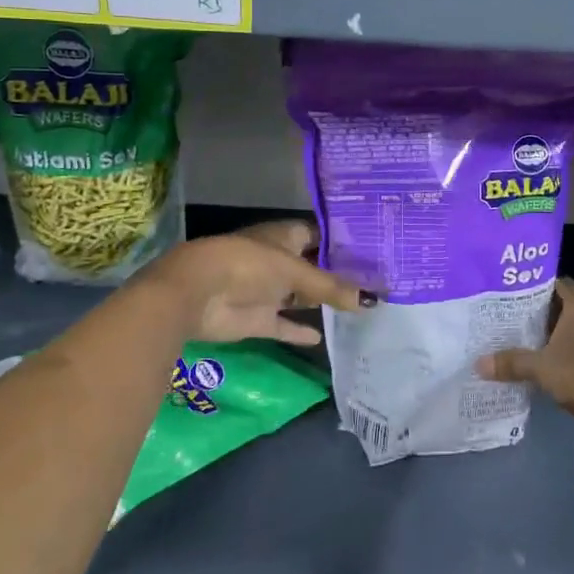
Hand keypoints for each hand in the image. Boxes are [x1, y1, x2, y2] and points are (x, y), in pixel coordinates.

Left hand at [145, 219, 370, 347]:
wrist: (197, 293)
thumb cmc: (248, 265)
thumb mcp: (295, 272)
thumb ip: (331, 287)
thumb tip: (372, 301)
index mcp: (285, 236)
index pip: (320, 235)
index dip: (344, 242)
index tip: (374, 250)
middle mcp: (278, 261)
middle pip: (313, 267)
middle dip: (339, 275)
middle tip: (376, 283)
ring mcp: (268, 291)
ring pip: (301, 297)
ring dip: (322, 303)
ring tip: (360, 309)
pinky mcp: (258, 319)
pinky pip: (285, 325)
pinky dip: (300, 331)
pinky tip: (323, 338)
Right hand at [477, 279, 573, 442]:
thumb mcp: (540, 368)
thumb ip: (510, 362)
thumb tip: (478, 364)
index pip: (557, 283)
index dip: (536, 287)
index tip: (514, 295)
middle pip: (567, 302)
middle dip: (544, 309)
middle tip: (517, 316)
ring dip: (559, 329)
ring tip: (531, 336)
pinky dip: (573, 343)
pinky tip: (553, 355)